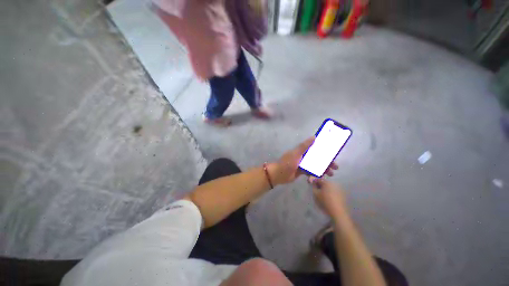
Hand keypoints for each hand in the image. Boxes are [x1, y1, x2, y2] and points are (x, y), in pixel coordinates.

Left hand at [268, 137, 337, 184]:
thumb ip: (304, 146)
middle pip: (318, 158)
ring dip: (323, 169)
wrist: (279, 174)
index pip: (316, 149)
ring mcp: (303, 164)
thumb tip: (314, 136)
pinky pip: (311, 172)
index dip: (325, 151)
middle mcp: (304, 156)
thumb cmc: (287, 163)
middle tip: (336, 167)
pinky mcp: (302, 172)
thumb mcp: (296, 153)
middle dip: (327, 162)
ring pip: (316, 166)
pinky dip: (315, 175)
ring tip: (330, 174)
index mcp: (302, 151)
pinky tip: (319, 178)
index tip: (334, 154)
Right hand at [309, 177, 346, 218]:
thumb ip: (313, 186)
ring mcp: (338, 189)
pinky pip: (334, 191)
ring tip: (322, 195)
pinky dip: (330, 192)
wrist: (338, 212)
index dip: (314, 182)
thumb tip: (313, 182)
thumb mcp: (315, 194)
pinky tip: (328, 198)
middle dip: (320, 185)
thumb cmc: (325, 202)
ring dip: (325, 189)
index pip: (318, 179)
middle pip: (324, 182)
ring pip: (329, 187)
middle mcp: (333, 183)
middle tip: (317, 191)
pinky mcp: (342, 194)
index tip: (312, 186)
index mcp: (326, 182)